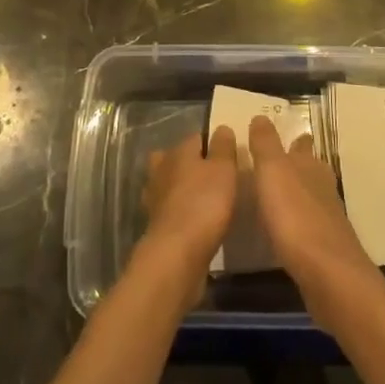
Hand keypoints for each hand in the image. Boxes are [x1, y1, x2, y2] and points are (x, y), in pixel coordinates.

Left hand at [140, 127, 238, 295]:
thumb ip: (223, 147)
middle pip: (177, 159)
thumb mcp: (224, 169)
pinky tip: (194, 222)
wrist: (177, 255)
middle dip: (192, 164)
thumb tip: (221, 128)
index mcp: (178, 151)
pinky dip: (180, 213)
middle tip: (215, 177)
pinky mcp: (156, 225)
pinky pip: (170, 210)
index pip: (197, 137)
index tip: (229, 156)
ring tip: (205, 200)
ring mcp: (155, 198)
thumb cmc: (204, 203)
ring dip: (182, 189)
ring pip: (169, 184)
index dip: (213, 143)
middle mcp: (162, 169)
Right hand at [246, 115, 379, 314]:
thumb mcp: (272, 171)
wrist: (327, 274)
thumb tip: (262, 116)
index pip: (302, 145)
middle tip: (280, 164)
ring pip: (312, 196)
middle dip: (300, 165)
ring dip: (299, 193)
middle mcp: (322, 187)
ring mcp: (327, 218)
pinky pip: (309, 225)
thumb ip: (265, 144)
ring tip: (280, 195)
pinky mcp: (326, 247)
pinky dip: (299, 221)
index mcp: (309, 165)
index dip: (294, 139)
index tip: (287, 135)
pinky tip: (287, 230)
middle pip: (311, 169)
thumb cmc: (295, 215)